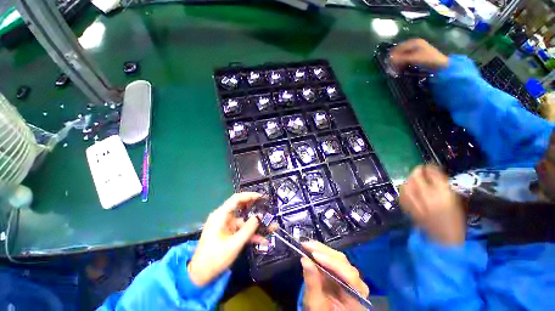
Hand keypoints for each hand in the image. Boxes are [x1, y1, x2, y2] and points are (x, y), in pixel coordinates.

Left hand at [187, 192, 265, 285]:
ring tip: (271, 226)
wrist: (200, 276)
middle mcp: (223, 217)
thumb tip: (260, 215)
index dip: (250, 195)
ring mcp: (226, 225)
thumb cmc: (215, 258)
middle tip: (267, 206)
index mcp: (221, 215)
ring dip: (256, 224)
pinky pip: (242, 230)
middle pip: (241, 207)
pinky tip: (263, 239)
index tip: (262, 197)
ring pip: (244, 220)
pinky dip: (251, 233)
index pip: (237, 199)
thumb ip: (249, 228)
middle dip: (255, 207)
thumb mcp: (235, 243)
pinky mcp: (228, 233)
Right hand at [301, 241, 368, 310]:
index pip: (349, 275)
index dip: (332, 263)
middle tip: (306, 245)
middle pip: (343, 262)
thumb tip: (305, 260)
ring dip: (321, 250)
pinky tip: (312, 249)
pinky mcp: (341, 271)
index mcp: (357, 296)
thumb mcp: (316, 305)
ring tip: (307, 245)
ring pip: (338, 257)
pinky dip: (321, 252)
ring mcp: (349, 276)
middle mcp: (357, 283)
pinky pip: (333, 259)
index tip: (314, 255)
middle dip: (323, 252)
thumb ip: (312, 284)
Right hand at [389, 39, 448, 69]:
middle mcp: (414, 44)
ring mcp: (416, 49)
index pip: (399, 47)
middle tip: (392, 66)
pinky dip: (403, 62)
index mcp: (414, 42)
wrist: (440, 64)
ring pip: (403, 54)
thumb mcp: (414, 58)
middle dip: (396, 58)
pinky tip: (401, 67)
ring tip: (396, 68)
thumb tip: (390, 58)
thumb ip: (401, 58)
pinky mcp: (417, 55)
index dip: (394, 54)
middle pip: (401, 50)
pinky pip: (407, 57)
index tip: (389, 62)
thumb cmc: (428, 59)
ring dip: (399, 61)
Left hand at [399, 165, 465, 244]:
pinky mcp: (409, 209)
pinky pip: (402, 195)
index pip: (434, 174)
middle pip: (417, 177)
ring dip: (409, 179)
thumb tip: (435, 176)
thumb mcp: (457, 202)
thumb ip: (445, 188)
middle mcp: (428, 196)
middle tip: (420, 169)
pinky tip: (407, 188)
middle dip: (417, 170)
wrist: (445, 240)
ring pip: (406, 185)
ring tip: (413, 178)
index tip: (430, 166)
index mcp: (444, 194)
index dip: (430, 168)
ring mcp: (416, 203)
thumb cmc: (456, 221)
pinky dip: (404, 189)